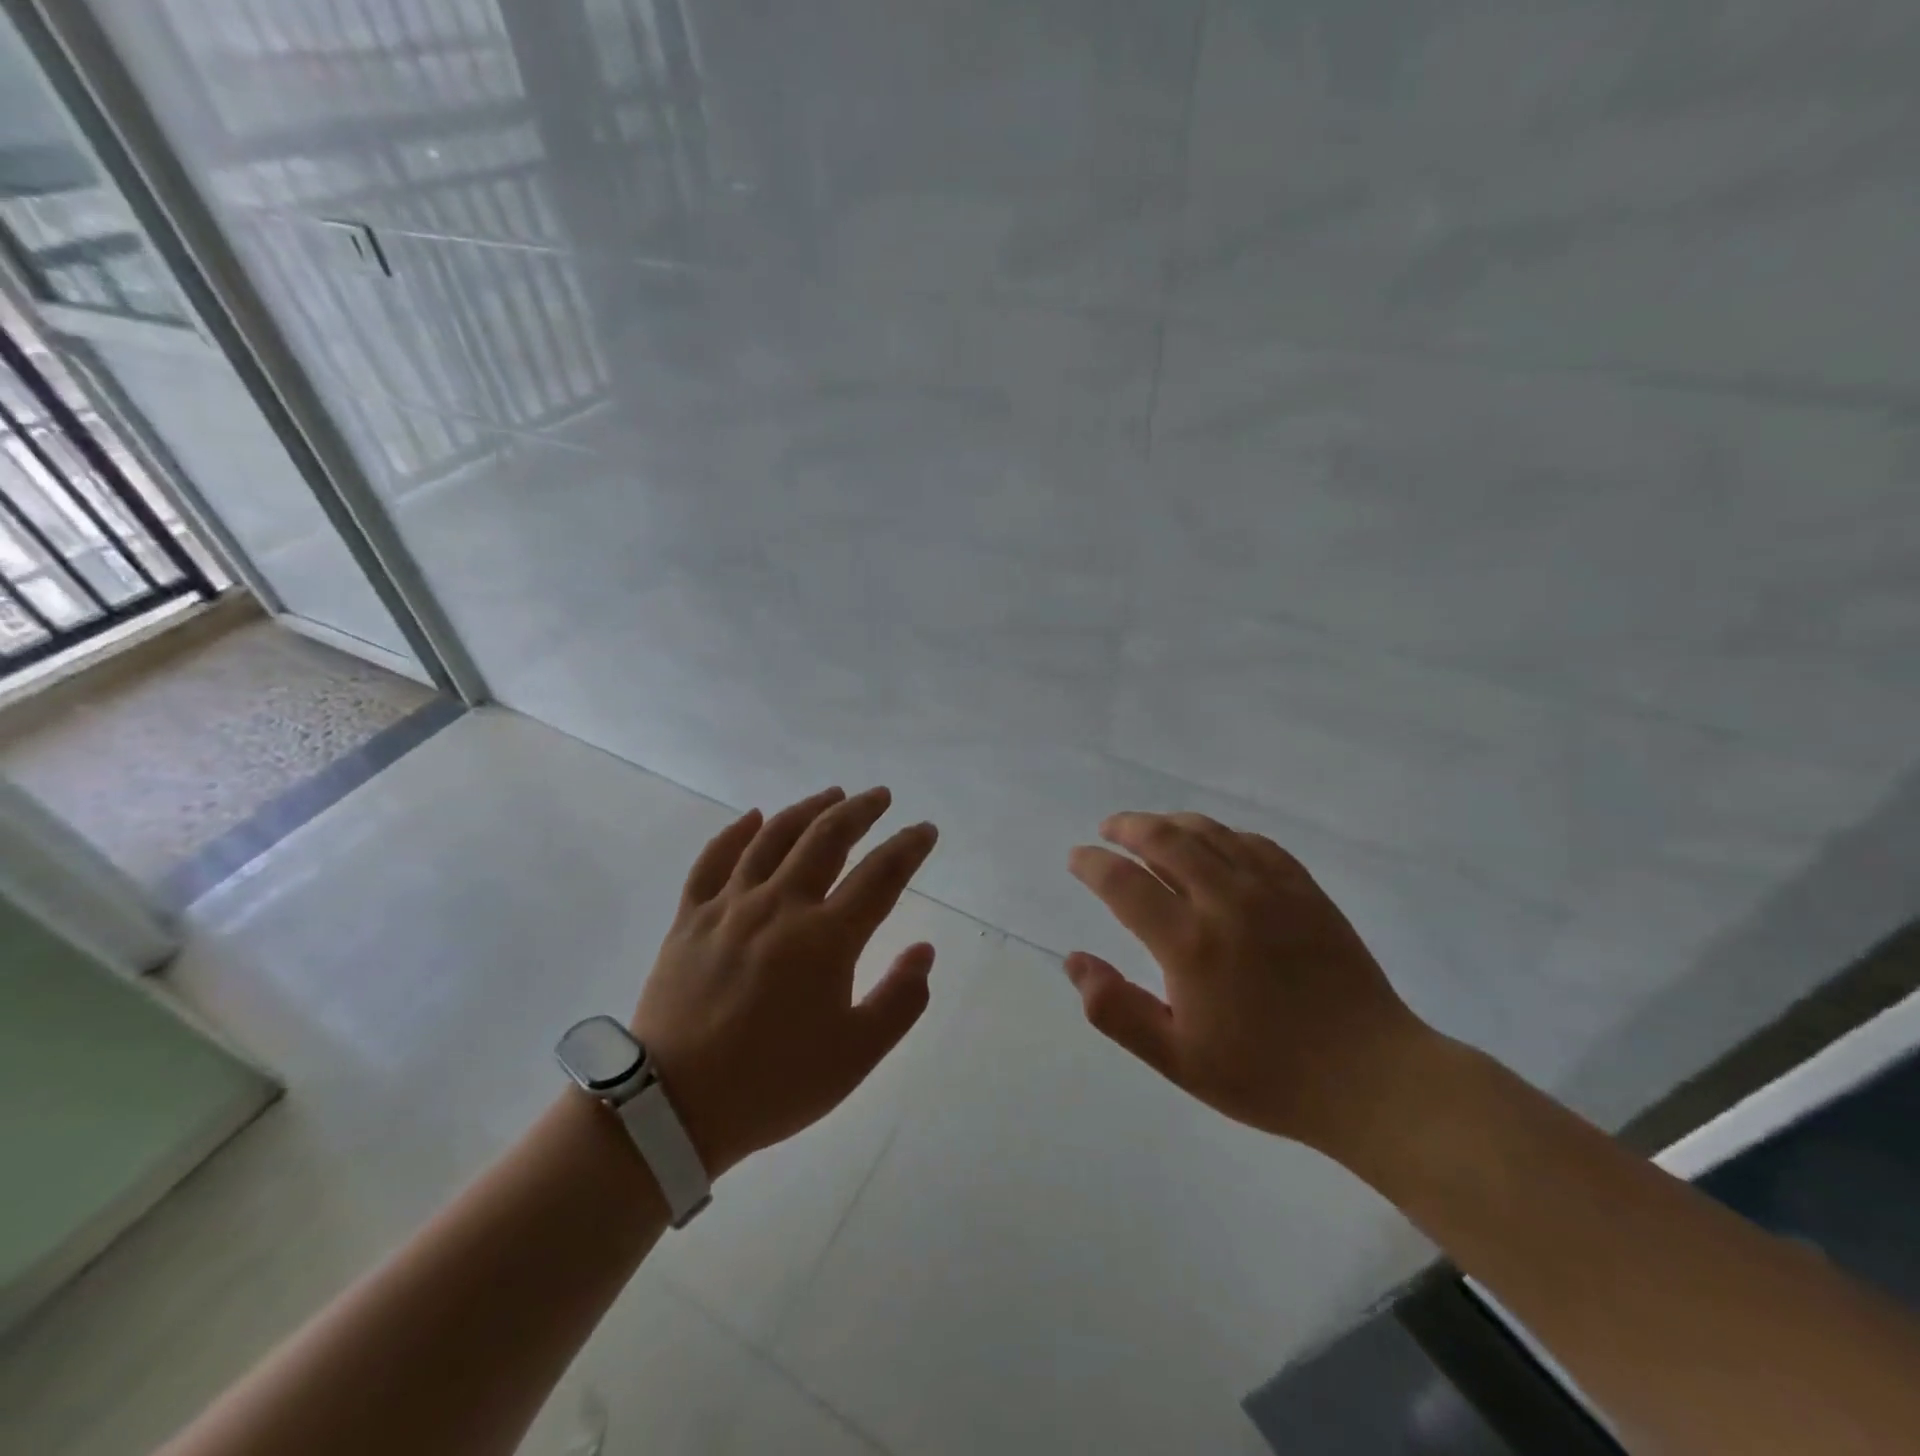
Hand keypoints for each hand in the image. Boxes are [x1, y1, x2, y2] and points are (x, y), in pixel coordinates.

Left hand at [633, 786, 938, 1177]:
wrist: (673, 1108)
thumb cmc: (773, 1083)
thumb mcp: (856, 1055)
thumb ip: (900, 1000)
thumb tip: (924, 950)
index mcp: (825, 938)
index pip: (880, 876)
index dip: (908, 848)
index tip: (924, 830)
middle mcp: (780, 906)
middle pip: (827, 839)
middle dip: (860, 811)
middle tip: (880, 797)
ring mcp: (730, 907)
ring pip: (773, 837)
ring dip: (808, 809)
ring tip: (831, 794)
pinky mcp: (690, 918)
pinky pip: (713, 860)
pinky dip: (736, 832)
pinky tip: (753, 817)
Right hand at [1065, 812, 1433, 1158]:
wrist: (1371, 1079)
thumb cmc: (1266, 1076)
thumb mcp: (1178, 1060)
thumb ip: (1117, 1010)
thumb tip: (1074, 960)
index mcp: (1190, 944)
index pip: (1124, 883)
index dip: (1093, 864)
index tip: (1077, 858)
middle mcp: (1226, 902)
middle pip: (1165, 840)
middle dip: (1127, 827)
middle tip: (1108, 829)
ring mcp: (1272, 891)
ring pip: (1210, 832)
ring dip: (1170, 823)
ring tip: (1150, 828)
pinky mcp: (1306, 891)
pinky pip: (1255, 843)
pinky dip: (1222, 834)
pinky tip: (1214, 844)